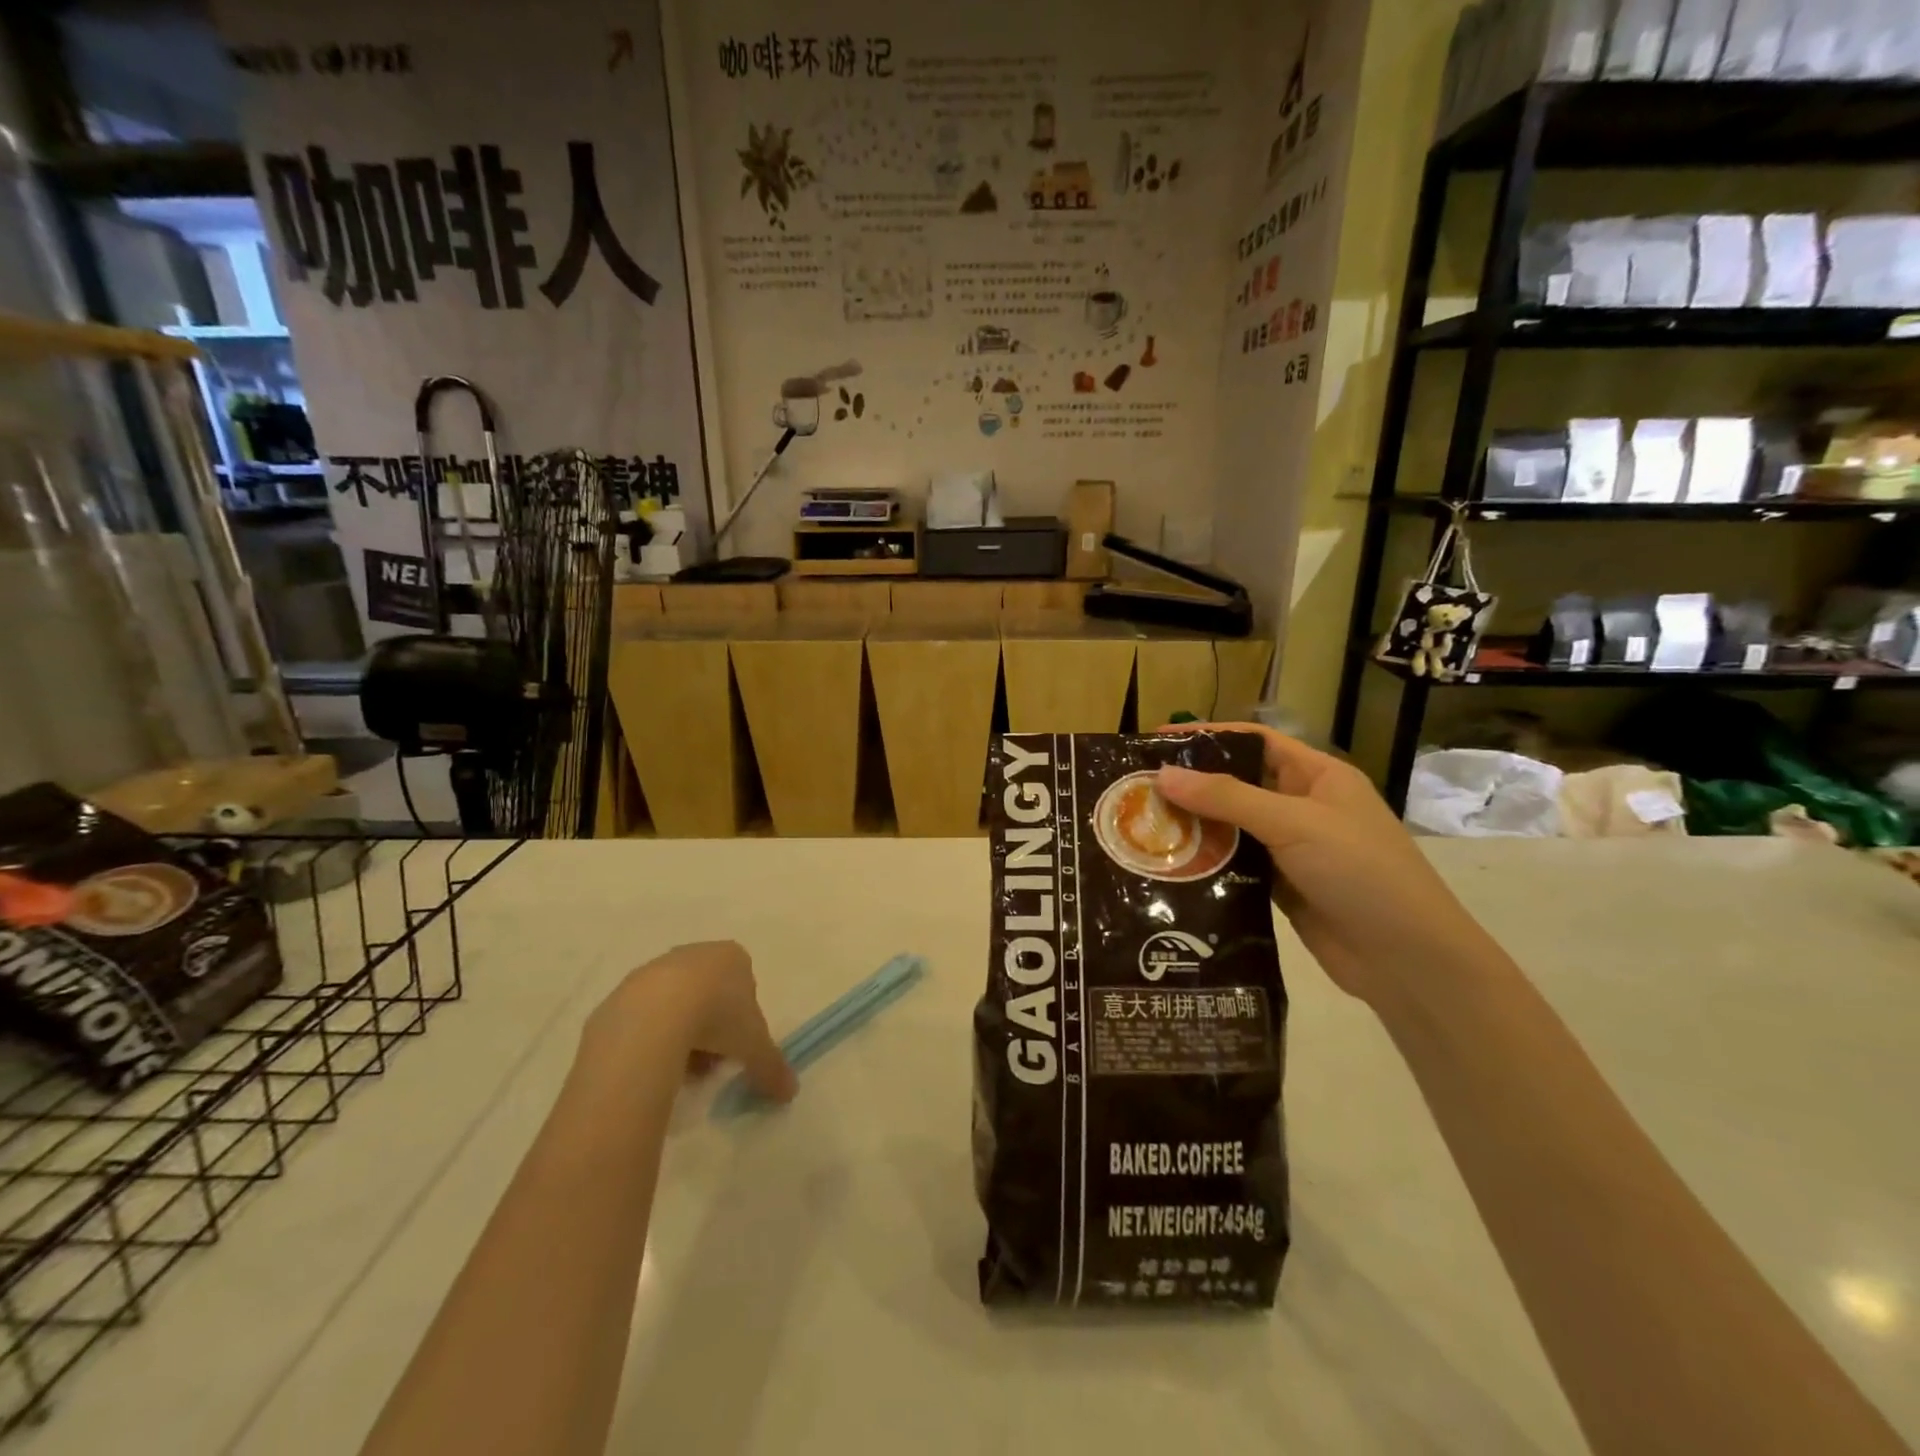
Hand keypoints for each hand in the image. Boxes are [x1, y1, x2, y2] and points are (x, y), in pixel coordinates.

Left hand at [583, 941, 797, 1102]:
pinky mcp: (622, 992)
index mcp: (732, 957)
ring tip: (678, 1071)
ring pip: (675, 1007)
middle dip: (711, 1031)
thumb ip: (773, 1067)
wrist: (652, 1016)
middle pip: (709, 996)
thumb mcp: (755, 1046)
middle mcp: (695, 954)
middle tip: (709, 1064)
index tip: (736, 1049)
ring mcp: (655, 970)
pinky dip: (650, 1040)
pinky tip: (651, 1065)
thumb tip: (791, 1093)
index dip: (743, 1022)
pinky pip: (643, 1019)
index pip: (745, 987)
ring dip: (681, 1036)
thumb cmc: (717, 1017)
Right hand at [1155, 724, 1490, 1006]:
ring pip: (1233, 827)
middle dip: (1192, 784)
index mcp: (1317, 777)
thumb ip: (1228, 799)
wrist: (1408, 960)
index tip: (1158, 740)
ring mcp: (1292, 850)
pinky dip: (1207, 863)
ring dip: (1195, 826)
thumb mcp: (1294, 824)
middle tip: (1138, 788)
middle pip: (1238, 784)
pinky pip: (1236, 866)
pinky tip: (1171, 865)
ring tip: (1143, 825)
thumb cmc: (1360, 872)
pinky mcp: (1281, 888)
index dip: (1209, 736)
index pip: (1255, 742)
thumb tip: (1164, 776)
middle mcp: (1302, 807)